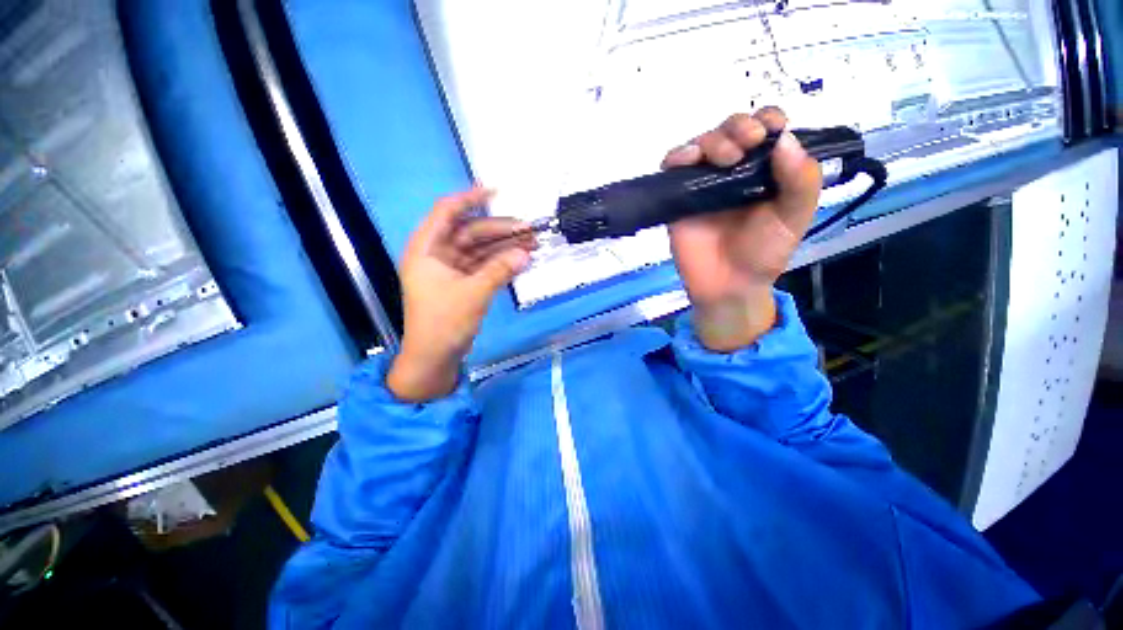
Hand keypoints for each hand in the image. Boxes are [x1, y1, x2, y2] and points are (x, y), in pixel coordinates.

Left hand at [387, 187, 534, 401]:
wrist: (435, 357)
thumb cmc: (444, 322)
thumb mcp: (474, 293)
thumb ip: (500, 270)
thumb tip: (526, 253)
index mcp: (426, 249)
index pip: (447, 212)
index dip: (470, 199)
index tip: (497, 192)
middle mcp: (437, 254)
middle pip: (471, 232)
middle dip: (500, 229)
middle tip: (529, 229)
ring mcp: (451, 269)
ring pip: (481, 249)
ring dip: (505, 246)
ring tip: (532, 243)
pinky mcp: (463, 283)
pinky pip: (484, 265)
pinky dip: (501, 263)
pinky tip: (521, 259)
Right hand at [662, 108, 821, 351]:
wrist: (727, 284)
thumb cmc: (763, 252)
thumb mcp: (795, 217)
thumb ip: (800, 180)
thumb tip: (784, 138)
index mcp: (764, 170)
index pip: (764, 129)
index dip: (767, 119)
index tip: (770, 129)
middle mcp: (732, 171)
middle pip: (729, 130)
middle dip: (738, 127)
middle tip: (748, 144)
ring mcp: (702, 184)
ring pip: (701, 144)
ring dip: (711, 140)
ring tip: (724, 158)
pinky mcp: (678, 198)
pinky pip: (672, 169)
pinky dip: (676, 157)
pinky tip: (686, 161)